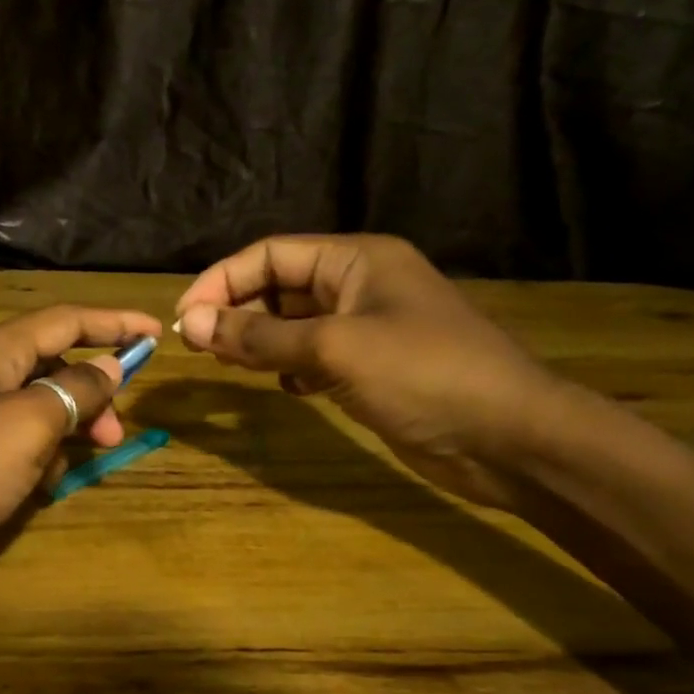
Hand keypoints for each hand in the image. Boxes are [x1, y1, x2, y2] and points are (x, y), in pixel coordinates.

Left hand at [0, 305, 163, 581]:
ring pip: (37, 406)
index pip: (67, 320)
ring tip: (74, 468)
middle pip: (54, 364)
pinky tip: (37, 488)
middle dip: (93, 394)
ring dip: (66, 431)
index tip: (159, 334)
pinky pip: (13, 440)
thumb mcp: (24, 428)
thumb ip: (73, 391)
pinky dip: (35, 457)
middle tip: (115, 437)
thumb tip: (109, 366)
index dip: (115, 323)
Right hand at [174, 235, 567, 508]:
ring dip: (260, 340)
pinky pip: (316, 357)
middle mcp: (361, 286)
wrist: (509, 438)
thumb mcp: (334, 349)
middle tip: (197, 347)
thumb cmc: (424, 375)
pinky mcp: (375, 369)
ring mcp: (370, 329)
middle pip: (281, 286)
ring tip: (226, 364)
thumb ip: (261, 336)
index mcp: (357, 260)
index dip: (223, 280)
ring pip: (296, 324)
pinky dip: (291, 368)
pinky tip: (283, 387)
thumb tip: (193, 323)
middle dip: (238, 311)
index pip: (272, 255)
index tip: (184, 318)